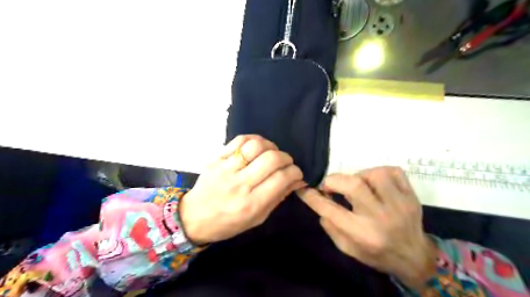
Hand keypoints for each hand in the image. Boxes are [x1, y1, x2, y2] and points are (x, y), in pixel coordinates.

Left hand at [179, 136, 301, 243]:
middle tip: (286, 163)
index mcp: (251, 204)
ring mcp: (225, 169)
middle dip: (286, 158)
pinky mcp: (216, 158)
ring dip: (271, 146)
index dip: (295, 172)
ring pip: (256, 146)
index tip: (296, 173)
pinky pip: (239, 140)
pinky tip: (257, 147)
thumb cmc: (229, 223)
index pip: (281, 179)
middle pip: (271, 159)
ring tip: (272, 153)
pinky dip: (254, 139)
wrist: (194, 217)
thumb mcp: (257, 218)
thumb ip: (278, 197)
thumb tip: (297, 180)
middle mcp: (239, 184)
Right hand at [297, 169, 435, 290]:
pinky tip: (374, 183)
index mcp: (363, 234)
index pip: (331, 210)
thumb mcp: (347, 248)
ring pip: (374, 174)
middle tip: (330, 185)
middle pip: (354, 185)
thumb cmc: (376, 254)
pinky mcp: (411, 195)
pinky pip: (393, 171)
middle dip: (334, 180)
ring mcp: (399, 204)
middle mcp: (381, 217)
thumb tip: (319, 201)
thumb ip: (330, 226)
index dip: (312, 197)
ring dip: (358, 176)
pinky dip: (378, 172)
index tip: (303, 189)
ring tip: (357, 185)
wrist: (414, 257)